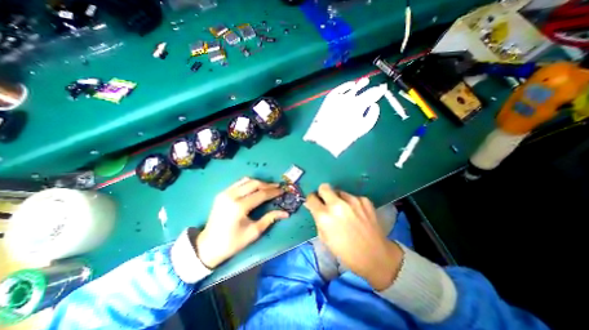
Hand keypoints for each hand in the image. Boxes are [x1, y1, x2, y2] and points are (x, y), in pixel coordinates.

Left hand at [198, 178, 288, 268]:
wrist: (208, 246)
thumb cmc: (232, 242)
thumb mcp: (253, 232)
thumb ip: (270, 219)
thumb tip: (286, 213)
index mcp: (239, 207)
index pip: (261, 194)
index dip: (273, 192)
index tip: (282, 190)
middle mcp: (232, 196)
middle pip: (254, 184)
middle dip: (268, 184)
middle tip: (277, 187)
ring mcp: (225, 193)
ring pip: (246, 181)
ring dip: (259, 182)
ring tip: (268, 187)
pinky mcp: (222, 193)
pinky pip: (239, 183)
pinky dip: (249, 183)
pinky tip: (255, 187)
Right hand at [303, 184, 405, 289]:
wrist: (375, 256)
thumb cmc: (346, 253)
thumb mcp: (325, 239)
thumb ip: (317, 220)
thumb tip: (313, 207)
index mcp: (324, 216)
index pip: (311, 197)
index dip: (311, 200)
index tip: (314, 203)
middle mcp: (337, 204)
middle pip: (324, 187)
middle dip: (322, 193)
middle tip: (326, 202)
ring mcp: (353, 200)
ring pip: (339, 192)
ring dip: (338, 199)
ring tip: (345, 212)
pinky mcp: (365, 200)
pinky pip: (352, 197)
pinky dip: (351, 203)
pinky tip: (356, 214)